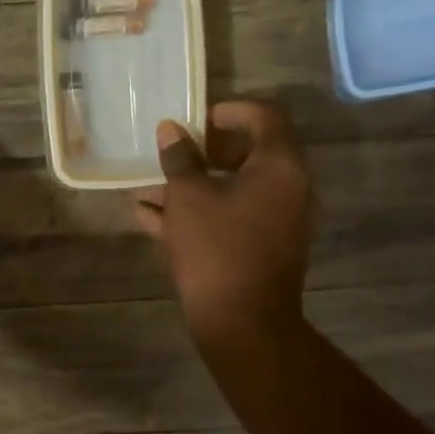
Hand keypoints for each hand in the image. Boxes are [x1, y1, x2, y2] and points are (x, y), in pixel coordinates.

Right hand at [134, 100, 312, 339]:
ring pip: (234, 189)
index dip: (230, 110)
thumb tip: (171, 129)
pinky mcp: (263, 247)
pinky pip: (231, 216)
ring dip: (193, 185)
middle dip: (204, 152)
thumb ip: (179, 159)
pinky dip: (199, 212)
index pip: (265, 116)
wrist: (242, 322)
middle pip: (249, 153)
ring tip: (147, 189)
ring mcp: (278, 221)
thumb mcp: (188, 197)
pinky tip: (150, 218)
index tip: (197, 119)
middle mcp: (288, 188)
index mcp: (279, 167)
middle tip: (174, 153)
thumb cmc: (216, 249)